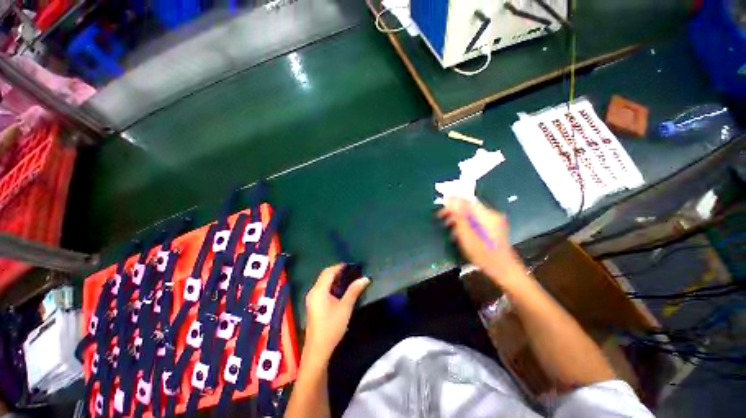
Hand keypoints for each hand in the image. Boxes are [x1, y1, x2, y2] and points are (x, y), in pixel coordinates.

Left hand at [304, 264, 369, 363]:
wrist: (318, 349)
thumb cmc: (332, 326)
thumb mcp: (345, 307)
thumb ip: (354, 290)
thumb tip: (365, 278)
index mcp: (319, 290)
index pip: (329, 272)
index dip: (339, 266)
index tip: (351, 264)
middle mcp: (313, 291)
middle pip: (324, 275)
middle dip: (336, 270)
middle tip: (351, 270)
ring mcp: (312, 298)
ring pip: (323, 282)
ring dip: (334, 277)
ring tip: (347, 277)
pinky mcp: (313, 304)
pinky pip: (322, 288)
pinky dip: (330, 285)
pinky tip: (339, 289)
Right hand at [438, 198, 522, 283]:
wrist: (503, 270)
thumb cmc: (483, 254)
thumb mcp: (467, 234)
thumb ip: (459, 216)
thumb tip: (450, 200)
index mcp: (486, 214)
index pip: (466, 200)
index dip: (452, 201)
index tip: (440, 205)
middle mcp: (491, 215)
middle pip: (469, 207)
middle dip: (454, 211)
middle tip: (441, 217)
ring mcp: (494, 222)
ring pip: (472, 214)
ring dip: (459, 218)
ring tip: (448, 226)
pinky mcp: (493, 229)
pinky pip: (476, 220)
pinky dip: (466, 224)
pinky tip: (459, 233)